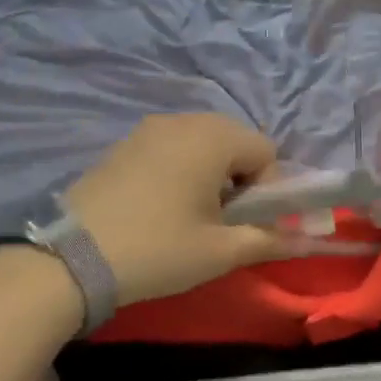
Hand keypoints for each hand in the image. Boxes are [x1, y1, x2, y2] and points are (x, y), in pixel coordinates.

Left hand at [65, 114, 288, 305]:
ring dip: (210, 175)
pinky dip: (180, 171)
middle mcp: (182, 121)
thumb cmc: (159, 249)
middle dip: (240, 180)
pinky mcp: (122, 145)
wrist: (72, 259)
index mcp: (212, 137)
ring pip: (201, 145)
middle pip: (234, 142)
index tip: (248, 224)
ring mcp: (147, 129)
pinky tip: (161, 207)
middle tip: (222, 222)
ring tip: (190, 216)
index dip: (269, 189)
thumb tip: (308, 239)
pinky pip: (170, 149)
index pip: (266, 151)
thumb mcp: (221, 251)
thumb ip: (270, 239)